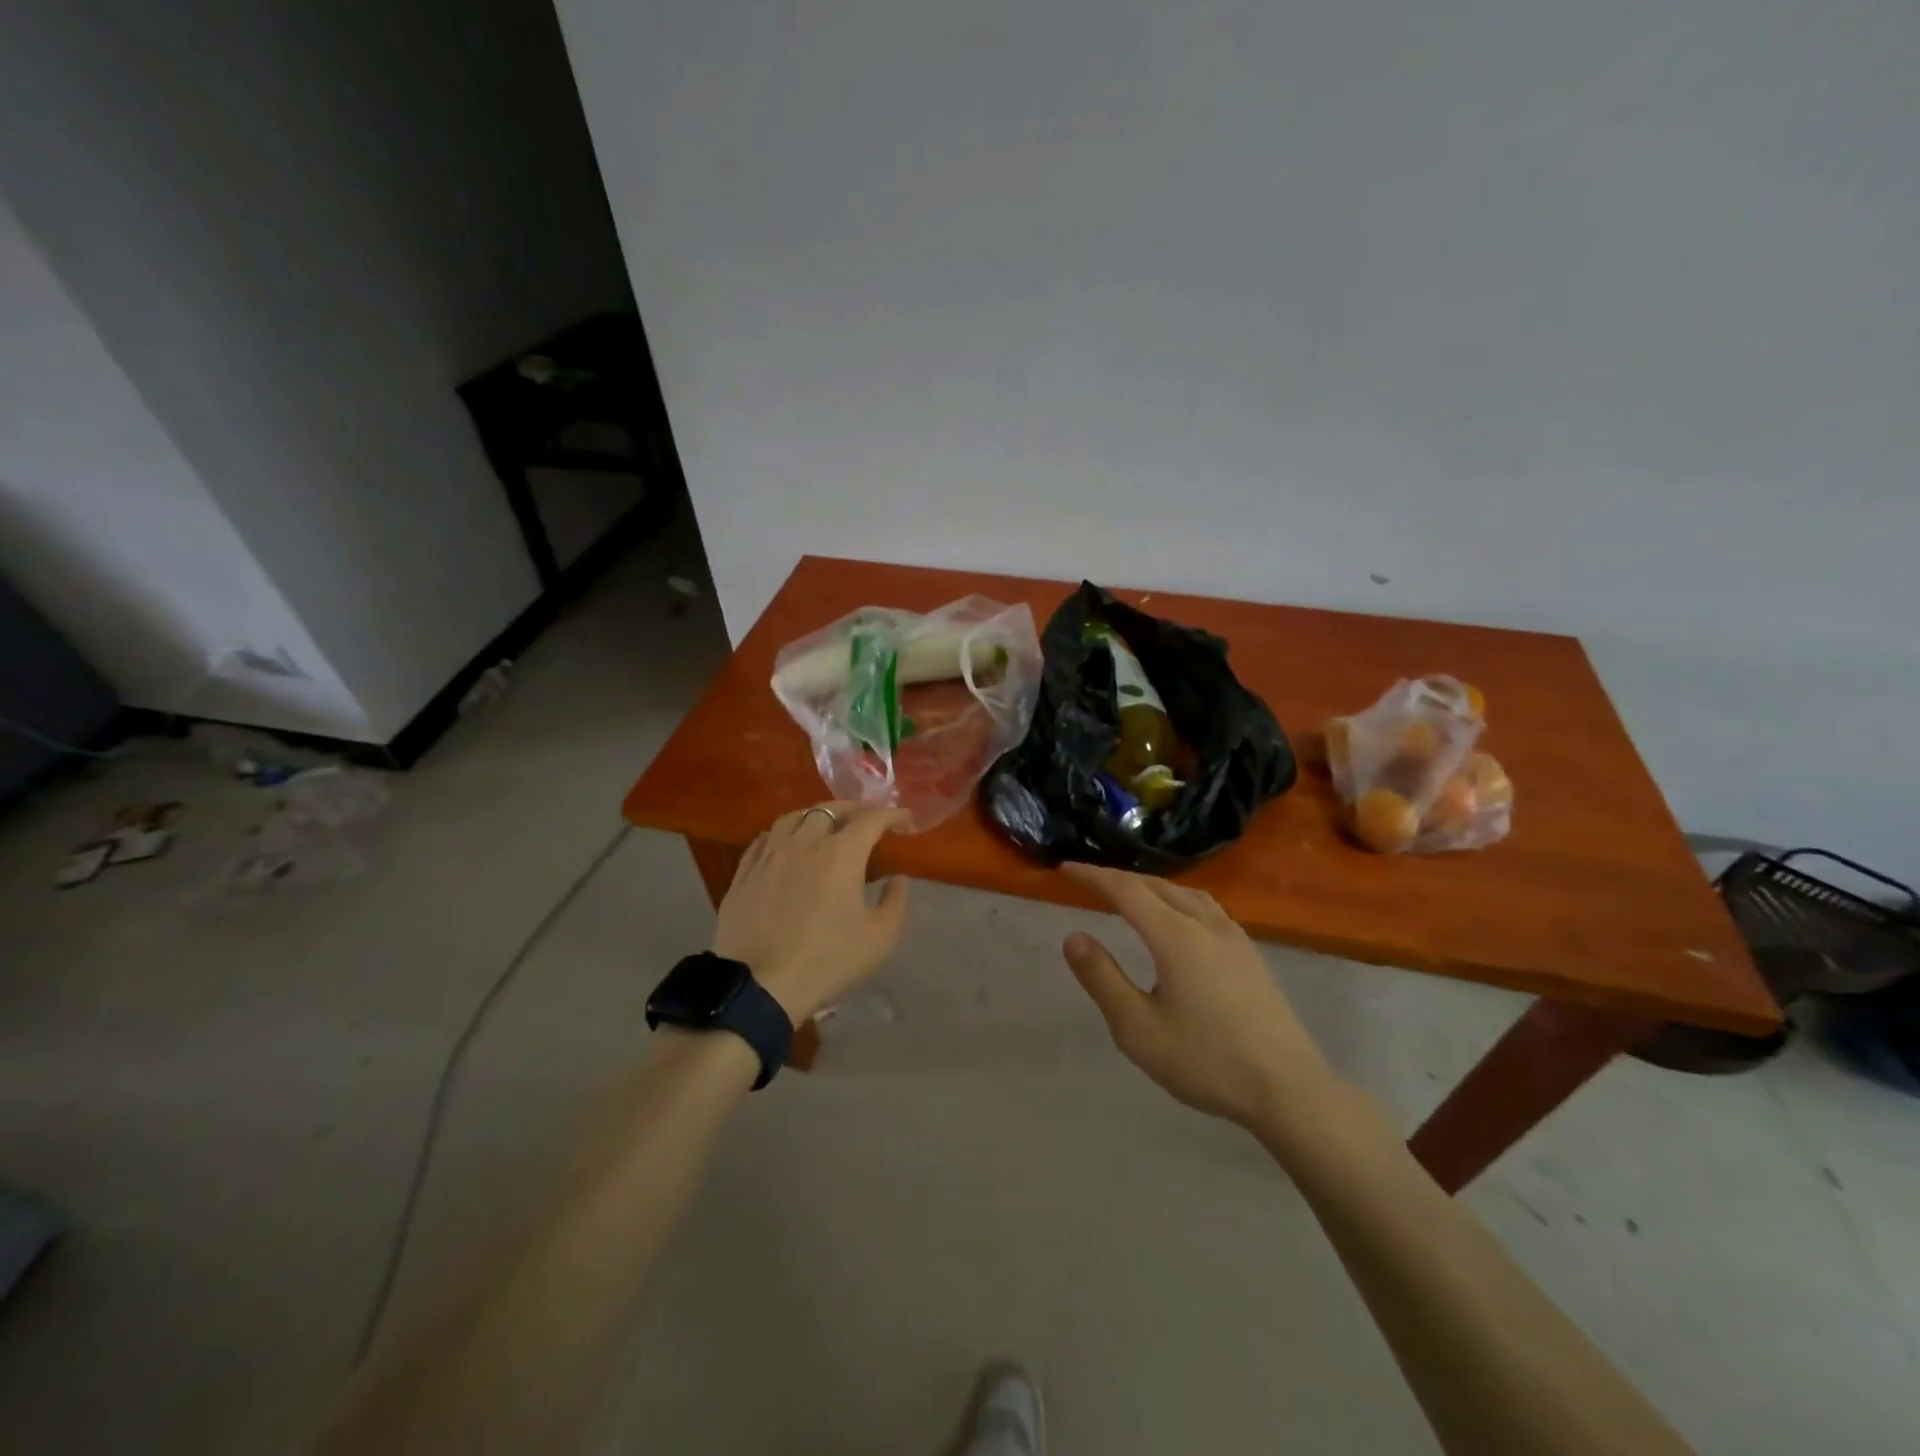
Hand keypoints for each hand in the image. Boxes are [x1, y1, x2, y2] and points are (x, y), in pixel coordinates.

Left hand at [712, 801, 911, 1023]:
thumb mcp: (880, 939)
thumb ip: (895, 902)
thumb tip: (897, 879)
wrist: (760, 986)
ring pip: (794, 817)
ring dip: (816, 816)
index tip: (905, 820)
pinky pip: (766, 838)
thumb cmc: (828, 961)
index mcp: (841, 853)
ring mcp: (770, 855)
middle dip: (854, 810)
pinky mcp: (745, 873)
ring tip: (825, 826)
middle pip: (830, 810)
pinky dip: (784, 834)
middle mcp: (804, 842)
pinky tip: (787, 845)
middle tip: (867, 820)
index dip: (892, 815)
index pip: (871, 819)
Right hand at [1060, 863, 1335, 1128]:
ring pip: (1185, 893)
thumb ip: (1102, 979)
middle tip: (1089, 880)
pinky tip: (1179, 920)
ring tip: (1130, 894)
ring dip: (1151, 886)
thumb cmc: (1206, 1061)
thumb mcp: (1138, 1028)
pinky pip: (1206, 907)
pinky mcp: (1251, 954)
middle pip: (1156, 886)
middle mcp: (1205, 925)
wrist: (1289, 1089)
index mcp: (1175, 937)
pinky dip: (1178, 899)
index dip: (1094, 876)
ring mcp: (1234, 938)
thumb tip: (1074, 937)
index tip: (1066, 869)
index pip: (1126, 890)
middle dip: (1119, 878)